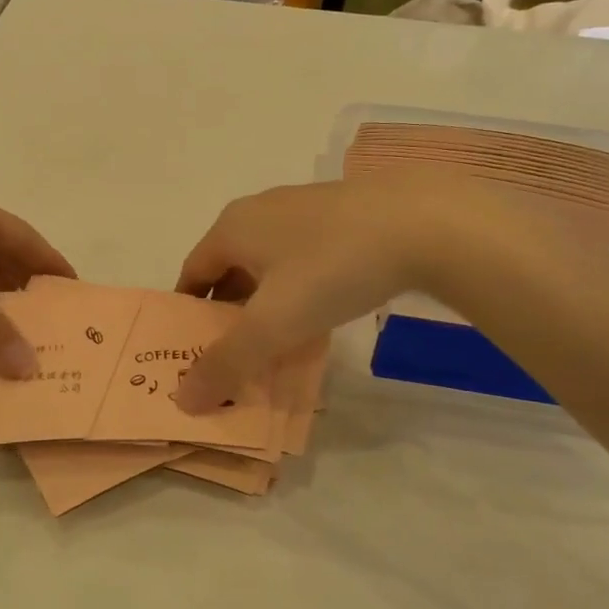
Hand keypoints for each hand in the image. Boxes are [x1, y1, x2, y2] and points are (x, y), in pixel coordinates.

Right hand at [173, 168, 590, 411]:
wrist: (424, 222)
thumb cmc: (332, 268)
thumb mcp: (273, 324)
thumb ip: (227, 362)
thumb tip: (184, 399)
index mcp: (232, 227)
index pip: (192, 273)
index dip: (187, 314)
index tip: (193, 352)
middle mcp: (260, 211)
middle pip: (229, 269)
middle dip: (228, 314)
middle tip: (236, 356)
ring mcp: (303, 208)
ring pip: (269, 264)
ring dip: (265, 303)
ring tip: (278, 343)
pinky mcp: (342, 214)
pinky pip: (303, 258)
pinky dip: (299, 289)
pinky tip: (321, 314)